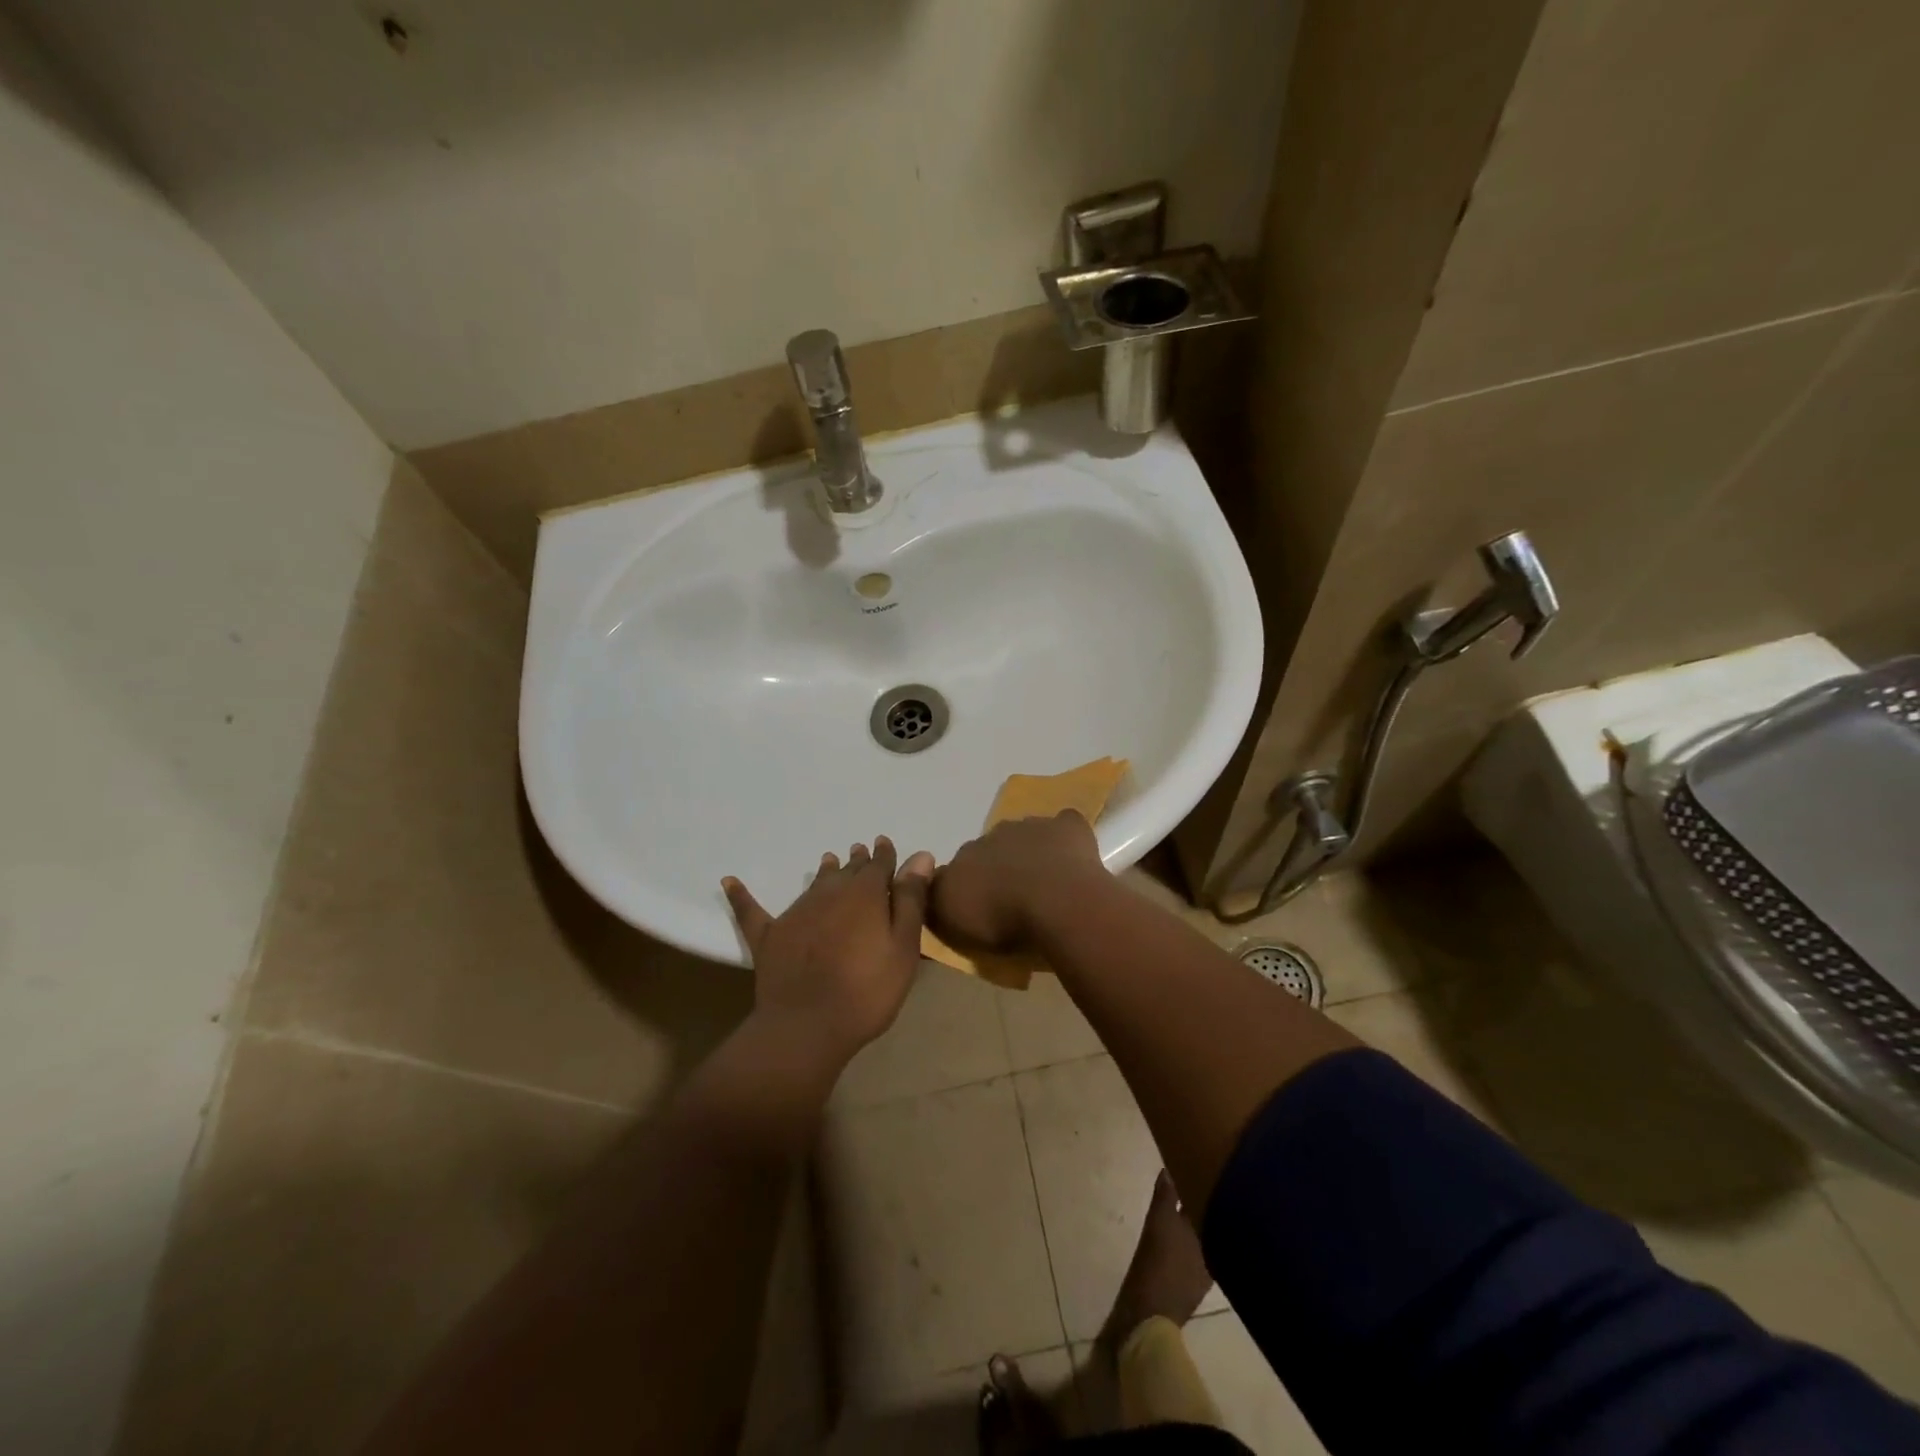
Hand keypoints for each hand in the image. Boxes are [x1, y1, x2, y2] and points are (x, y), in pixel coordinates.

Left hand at [723, 837, 933, 1064]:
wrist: (807, 1027)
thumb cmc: (867, 990)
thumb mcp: (903, 947)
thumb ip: (910, 900)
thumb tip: (921, 856)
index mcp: (865, 895)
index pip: (879, 865)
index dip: (885, 855)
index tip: (885, 844)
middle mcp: (829, 893)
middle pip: (847, 871)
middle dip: (857, 861)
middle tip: (860, 851)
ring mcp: (796, 912)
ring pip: (813, 883)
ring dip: (824, 872)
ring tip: (828, 860)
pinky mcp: (768, 935)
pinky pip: (751, 910)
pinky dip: (741, 895)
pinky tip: (728, 881)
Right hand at [929, 811, 1105, 953]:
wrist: (1054, 903)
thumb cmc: (1001, 916)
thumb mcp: (949, 916)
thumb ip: (938, 897)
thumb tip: (936, 884)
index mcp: (965, 854)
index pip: (959, 865)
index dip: (968, 883)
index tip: (978, 905)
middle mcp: (994, 834)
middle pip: (993, 848)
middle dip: (999, 865)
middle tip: (1012, 896)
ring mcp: (1033, 826)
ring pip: (1027, 834)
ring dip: (1031, 851)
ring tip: (1044, 882)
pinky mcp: (1068, 828)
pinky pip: (1064, 824)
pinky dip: (1066, 835)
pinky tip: (1071, 854)